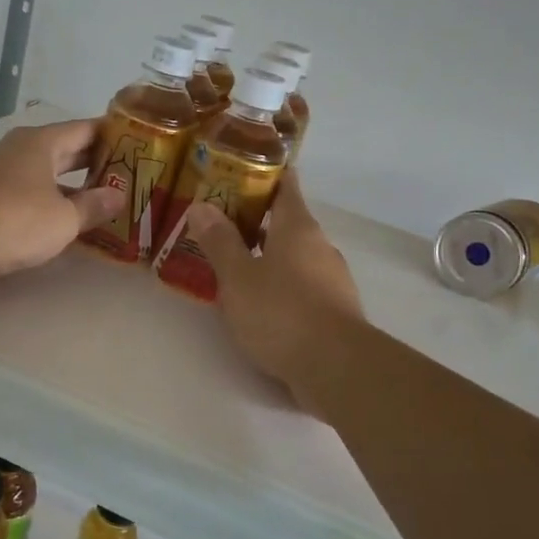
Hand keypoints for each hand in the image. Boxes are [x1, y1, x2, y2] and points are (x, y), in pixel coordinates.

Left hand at [0, 119, 125, 279]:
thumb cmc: (16, 219)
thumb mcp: (64, 218)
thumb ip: (94, 206)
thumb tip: (118, 195)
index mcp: (43, 142)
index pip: (85, 129)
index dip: (112, 136)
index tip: (136, 144)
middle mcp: (20, 149)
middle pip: (65, 150)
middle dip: (93, 163)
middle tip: (125, 175)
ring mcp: (0, 171)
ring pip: (45, 173)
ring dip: (71, 186)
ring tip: (100, 201)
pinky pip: (28, 192)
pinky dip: (49, 201)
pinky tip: (63, 220)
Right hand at [185, 172, 363, 411]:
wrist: (336, 367)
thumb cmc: (281, 312)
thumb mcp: (238, 277)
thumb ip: (220, 242)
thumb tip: (202, 206)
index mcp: (298, 228)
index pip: (285, 185)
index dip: (263, 174)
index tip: (237, 171)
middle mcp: (319, 247)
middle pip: (286, 222)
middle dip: (254, 220)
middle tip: (218, 222)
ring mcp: (330, 279)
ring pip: (293, 256)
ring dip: (265, 255)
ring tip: (230, 264)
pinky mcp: (332, 310)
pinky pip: (300, 285)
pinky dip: (278, 284)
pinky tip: (256, 302)